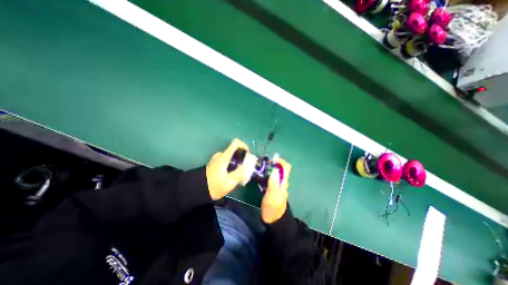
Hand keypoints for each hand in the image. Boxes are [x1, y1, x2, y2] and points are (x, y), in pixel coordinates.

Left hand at [204, 138, 248, 199]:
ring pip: (231, 156)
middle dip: (241, 158)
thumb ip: (239, 174)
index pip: (236, 143)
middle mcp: (220, 155)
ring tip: (238, 174)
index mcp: (224, 157)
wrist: (197, 191)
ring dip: (236, 162)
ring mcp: (217, 159)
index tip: (247, 155)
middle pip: (234, 151)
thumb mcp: (229, 183)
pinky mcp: (215, 164)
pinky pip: (227, 160)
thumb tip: (244, 167)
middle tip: (244, 168)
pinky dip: (231, 165)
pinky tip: (231, 175)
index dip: (244, 146)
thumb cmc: (213, 187)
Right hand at [262, 157, 289, 222]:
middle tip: (262, 165)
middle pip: (282, 169)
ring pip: (277, 173)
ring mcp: (280, 186)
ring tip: (260, 170)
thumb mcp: (271, 197)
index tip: (270, 160)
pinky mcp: (276, 189)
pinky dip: (269, 174)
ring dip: (270, 169)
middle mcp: (283, 183)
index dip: (280, 161)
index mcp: (283, 183)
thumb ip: (273, 184)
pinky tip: (261, 177)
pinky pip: (274, 178)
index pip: (286, 167)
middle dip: (273, 164)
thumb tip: (274, 170)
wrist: (274, 222)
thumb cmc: (271, 210)